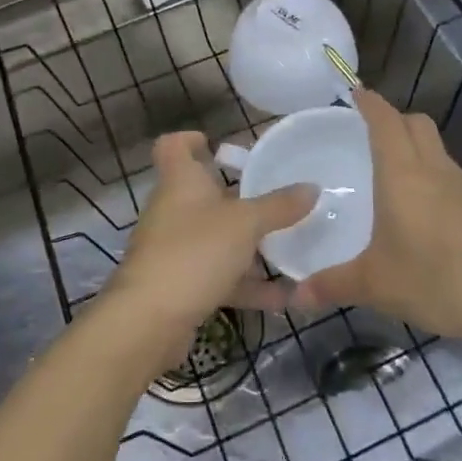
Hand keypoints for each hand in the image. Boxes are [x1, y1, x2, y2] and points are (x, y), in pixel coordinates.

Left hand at [101, 131, 314, 368]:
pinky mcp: (180, 285)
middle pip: (204, 193)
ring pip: (216, 238)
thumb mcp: (246, 224)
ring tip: (291, 250)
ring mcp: (174, 249)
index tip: (219, 145)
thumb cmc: (195, 252)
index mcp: (181, 181)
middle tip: (277, 200)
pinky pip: (219, 277)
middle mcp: (173, 209)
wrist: (149, 321)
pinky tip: (284, 298)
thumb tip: (312, 187)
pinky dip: (247, 285)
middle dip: (240, 198)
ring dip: (249, 246)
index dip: (192, 140)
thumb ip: (279, 206)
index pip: (174, 146)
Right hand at [286, 89, 461, 350]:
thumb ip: (333, 285)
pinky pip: (446, 173)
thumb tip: (295, 294)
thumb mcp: (376, 285)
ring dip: (412, 142)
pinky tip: (416, 205)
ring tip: (387, 165)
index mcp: (402, 175)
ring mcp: (460, 188)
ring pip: (434, 146)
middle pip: (416, 123)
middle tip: (366, 129)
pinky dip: (428, 171)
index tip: (354, 91)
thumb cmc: (437, 280)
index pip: (385, 121)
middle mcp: (432, 171)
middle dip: (392, 117)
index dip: (370, 102)